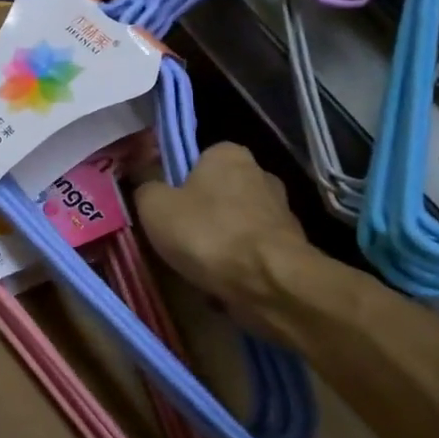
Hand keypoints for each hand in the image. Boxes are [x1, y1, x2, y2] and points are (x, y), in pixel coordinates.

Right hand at [134, 143, 306, 313]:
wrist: (270, 283)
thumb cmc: (207, 233)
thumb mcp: (154, 206)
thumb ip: (145, 187)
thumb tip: (147, 184)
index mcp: (228, 153)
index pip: (196, 160)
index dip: (177, 184)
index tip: (165, 210)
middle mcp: (261, 173)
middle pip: (218, 193)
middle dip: (201, 215)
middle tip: (178, 241)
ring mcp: (281, 210)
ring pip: (235, 225)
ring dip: (220, 243)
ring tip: (199, 269)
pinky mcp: (292, 246)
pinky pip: (253, 252)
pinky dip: (239, 265)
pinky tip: (224, 284)